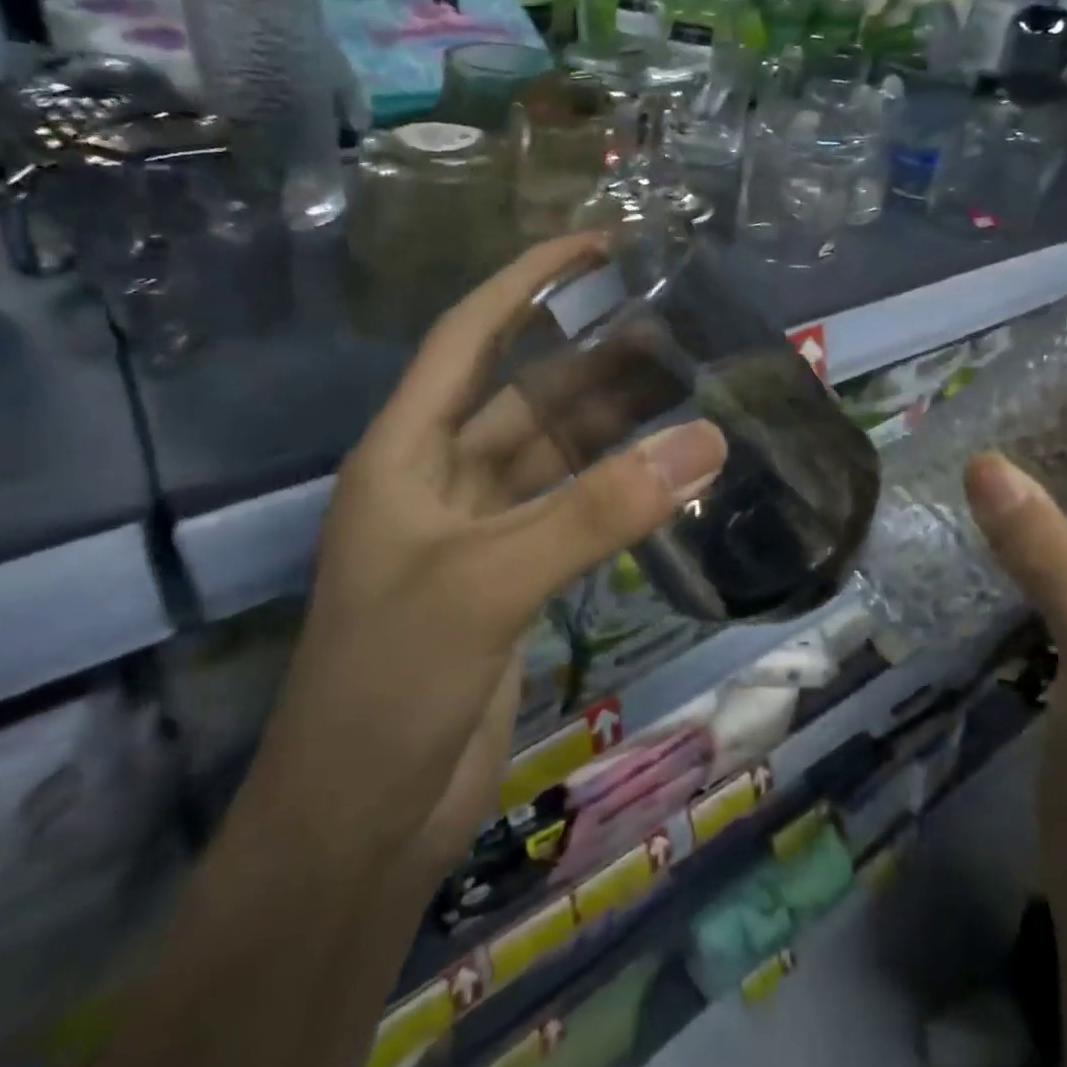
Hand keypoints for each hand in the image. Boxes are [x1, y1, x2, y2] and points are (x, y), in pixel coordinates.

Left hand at [261, 235, 727, 871]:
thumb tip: (704, 442)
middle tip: (668, 318)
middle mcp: (440, 478)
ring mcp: (479, 530)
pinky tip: (668, 471)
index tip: (593, 246)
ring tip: (685, 382)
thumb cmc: (392, 682)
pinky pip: (572, 510)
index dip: (526, 282)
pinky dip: (617, 488)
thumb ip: (598, 512)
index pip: (468, 336)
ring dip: (613, 423)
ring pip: (556, 454)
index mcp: (406, 452)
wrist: (362, 820)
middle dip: (590, 355)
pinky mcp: (511, 577)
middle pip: (524, 393)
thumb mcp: (489, 581)